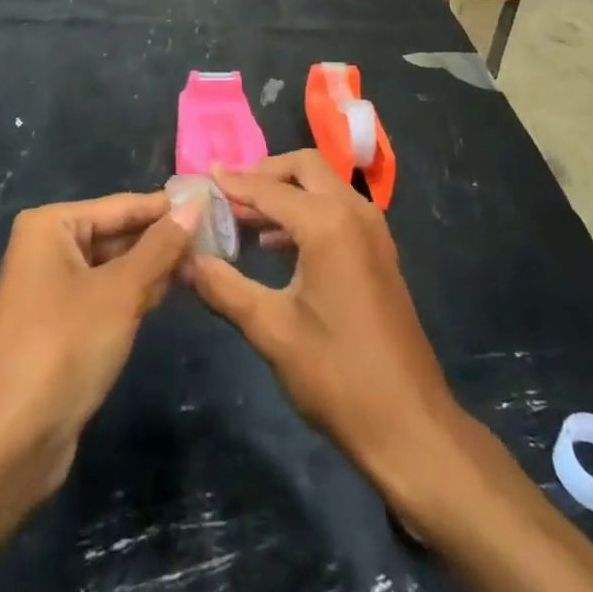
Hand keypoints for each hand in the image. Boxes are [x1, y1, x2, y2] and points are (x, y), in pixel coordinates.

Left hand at [0, 191, 196, 501]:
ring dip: (153, 268)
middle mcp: (47, 248)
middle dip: (162, 240)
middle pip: (117, 233)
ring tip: (203, 264)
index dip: (169, 208)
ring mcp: (51, 288)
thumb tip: (195, 205)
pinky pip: (105, 294)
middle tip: (216, 239)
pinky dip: (134, 293)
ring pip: (114, 266)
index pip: (123, 206)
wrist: (8, 445)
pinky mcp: (59, 325)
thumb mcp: (121, 292)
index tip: (214, 205)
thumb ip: (161, 246)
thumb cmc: (63, 349)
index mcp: (51, 226)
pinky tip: (169, 293)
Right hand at [186, 153, 467, 502]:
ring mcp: (372, 229)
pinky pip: (337, 209)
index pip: (269, 189)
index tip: (201, 177)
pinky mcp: (378, 250)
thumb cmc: (336, 374)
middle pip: (305, 167)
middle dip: (265, 173)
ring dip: (286, 192)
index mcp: (328, 222)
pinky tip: (275, 244)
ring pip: (323, 186)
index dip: (232, 183)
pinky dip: (306, 211)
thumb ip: (223, 287)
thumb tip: (183, 259)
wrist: (409, 423)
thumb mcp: (271, 330)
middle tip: (228, 192)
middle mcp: (354, 211)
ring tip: (243, 218)